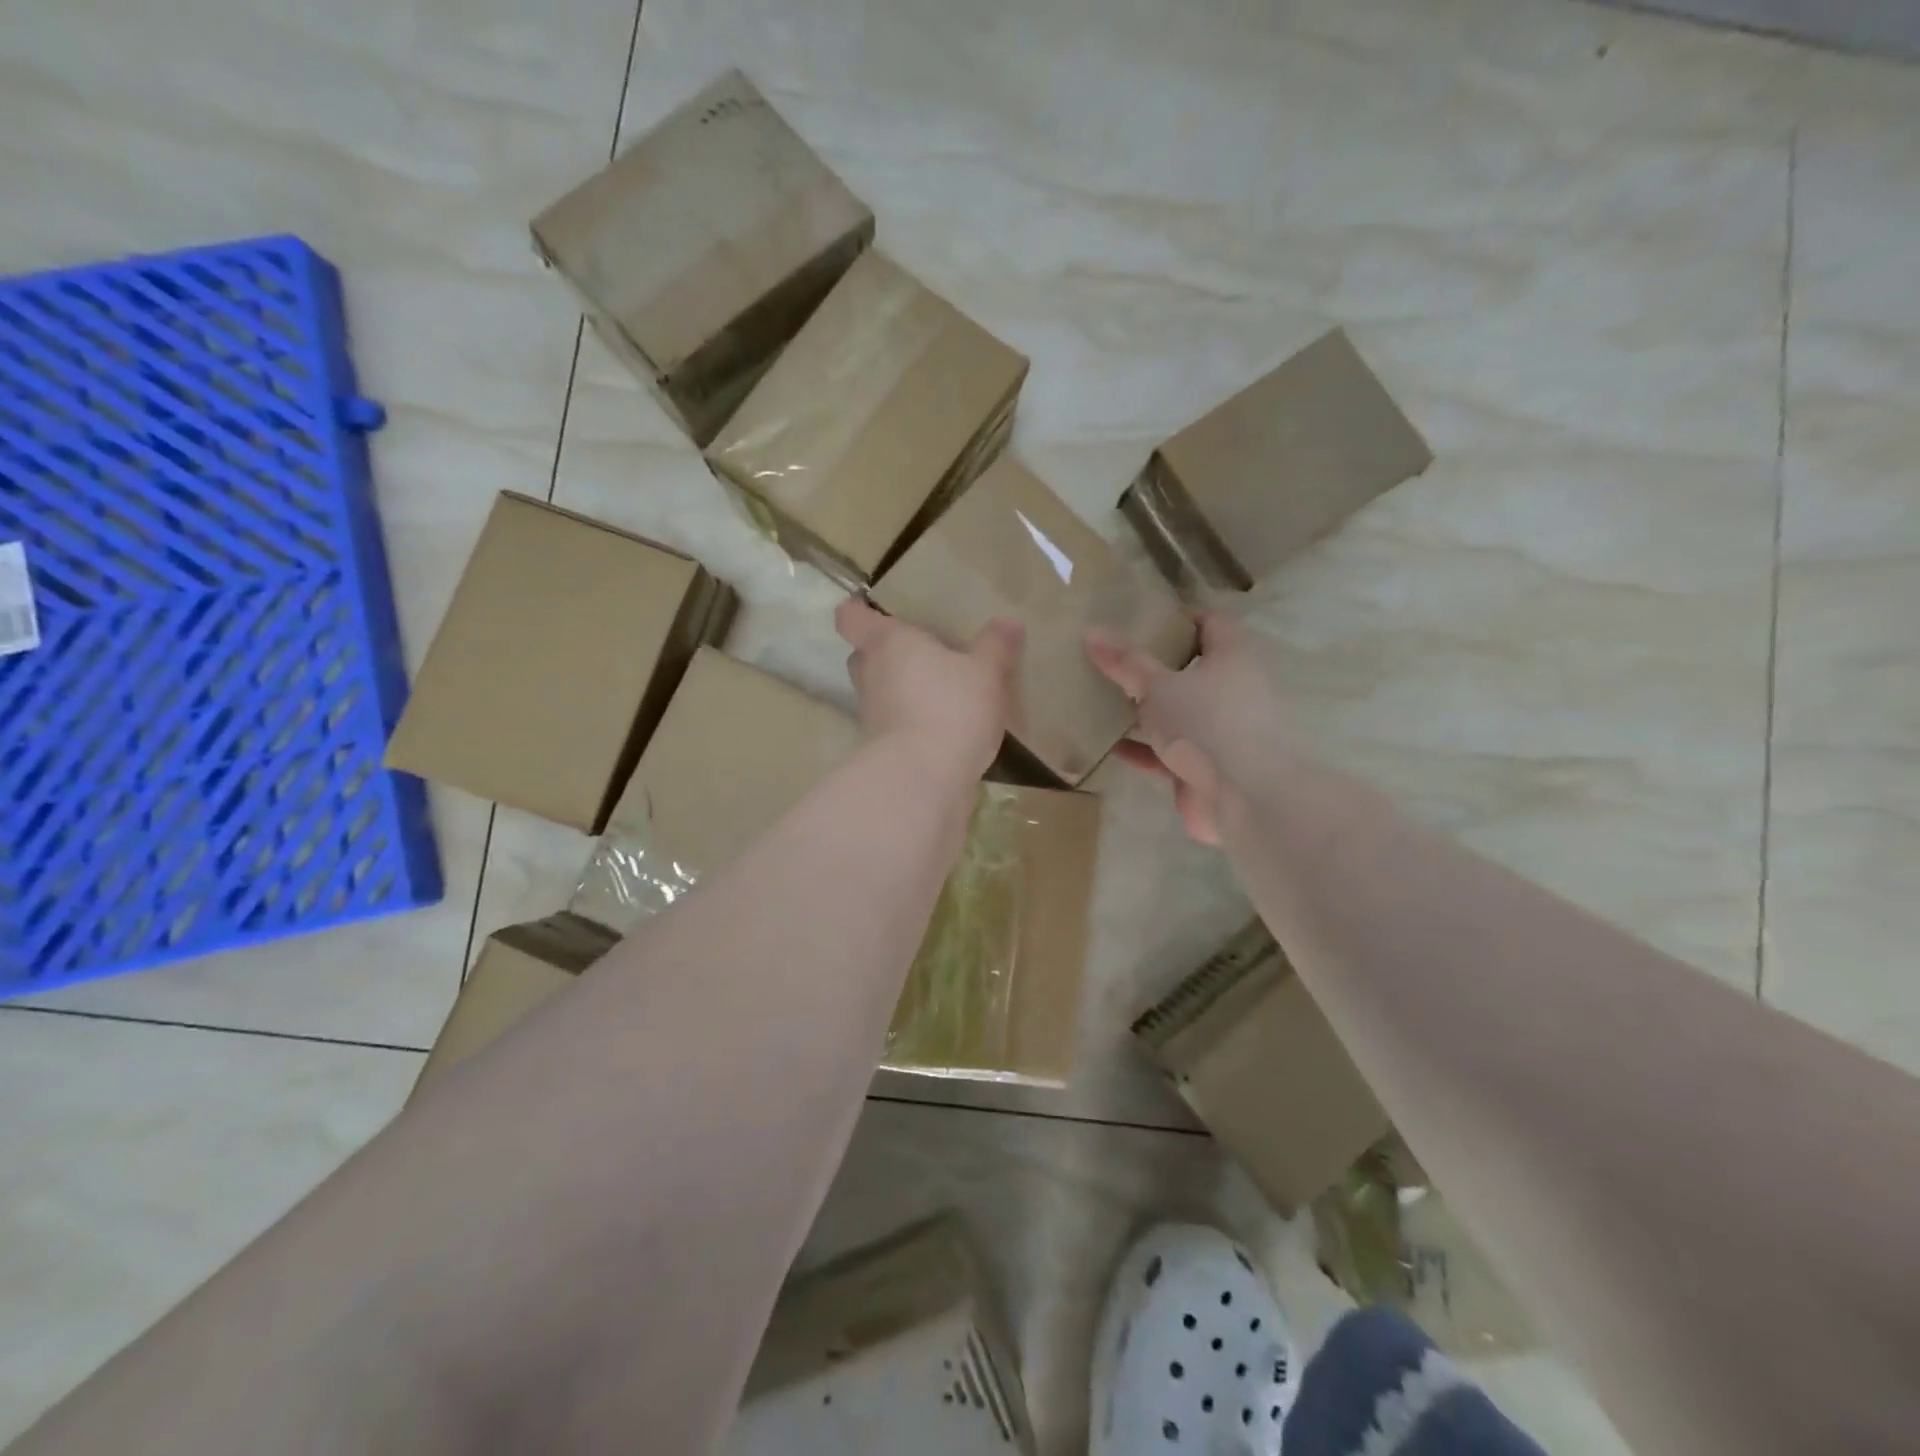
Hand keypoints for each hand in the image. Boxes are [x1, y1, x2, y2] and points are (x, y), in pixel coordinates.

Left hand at [836, 599, 1021, 780]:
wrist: (923, 779)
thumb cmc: (950, 708)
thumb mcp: (985, 673)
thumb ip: (995, 646)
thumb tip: (1007, 622)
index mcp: (887, 643)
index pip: (851, 618)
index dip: (858, 611)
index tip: (874, 609)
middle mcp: (870, 675)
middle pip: (863, 655)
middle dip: (885, 653)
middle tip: (919, 651)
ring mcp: (872, 715)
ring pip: (879, 691)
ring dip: (900, 689)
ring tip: (938, 689)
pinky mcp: (881, 749)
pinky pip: (894, 723)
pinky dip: (911, 721)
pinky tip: (944, 725)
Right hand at [1087, 612, 1290, 844]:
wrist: (1242, 796)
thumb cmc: (1205, 723)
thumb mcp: (1157, 687)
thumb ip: (1126, 662)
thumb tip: (1092, 630)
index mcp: (1233, 657)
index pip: (1210, 623)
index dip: (1180, 619)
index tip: (1143, 621)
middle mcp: (1234, 689)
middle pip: (1193, 670)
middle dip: (1157, 668)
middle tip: (1117, 660)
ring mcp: (1222, 731)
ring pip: (1180, 714)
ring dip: (1149, 712)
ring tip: (1107, 701)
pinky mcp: (1207, 767)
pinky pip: (1170, 752)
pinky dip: (1145, 749)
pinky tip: (1112, 748)